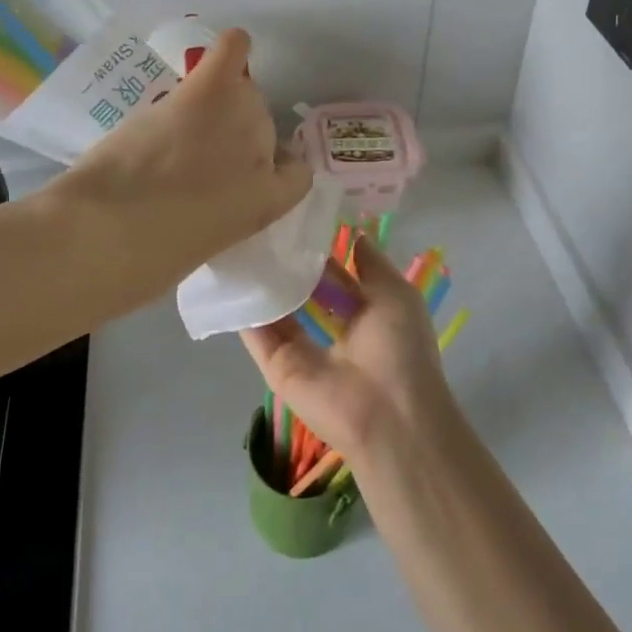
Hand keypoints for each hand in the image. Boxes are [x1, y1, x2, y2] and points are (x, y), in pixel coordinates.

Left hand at [49, 27, 311, 304]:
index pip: (295, 175)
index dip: (271, 169)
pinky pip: (231, 55)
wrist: (106, 235)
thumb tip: (202, 195)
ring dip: (219, 103)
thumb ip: (218, 214)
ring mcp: (238, 120)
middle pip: (262, 126)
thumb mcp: (200, 247)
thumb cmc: (144, 261)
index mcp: (266, 205)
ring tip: (183, 119)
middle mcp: (263, 157)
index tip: (241, 174)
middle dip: (232, 135)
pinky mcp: (205, 93)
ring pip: (242, 94)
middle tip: (192, 150)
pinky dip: (232, 48)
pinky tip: (233, 42)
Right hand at [239, 236, 458, 467]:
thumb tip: (355, 233)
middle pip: (299, 288)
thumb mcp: (396, 294)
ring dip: (260, 280)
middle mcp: (328, 328)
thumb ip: (372, 263)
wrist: (389, 416)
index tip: (293, 215)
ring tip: (239, 238)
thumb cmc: (400, 349)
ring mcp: (299, 349)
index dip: (315, 247)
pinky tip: (231, 273)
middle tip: (259, 223)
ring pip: (274, 307)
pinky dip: (244, 307)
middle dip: (284, 261)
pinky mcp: (276, 366)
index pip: (331, 273)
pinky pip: (256, 333)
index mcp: (361, 311)